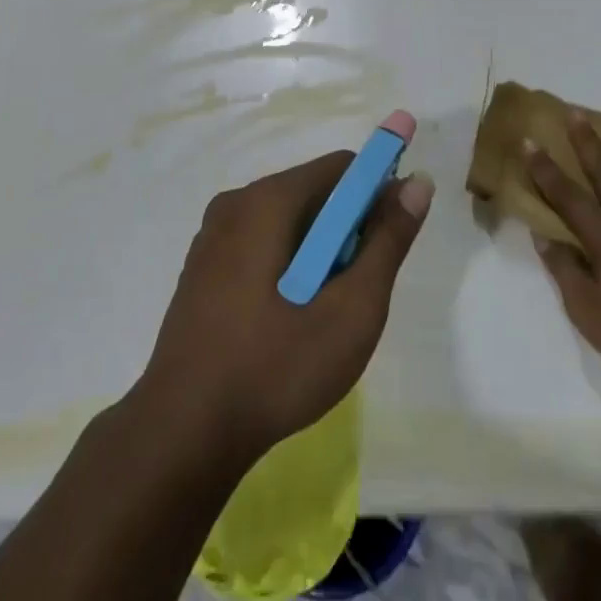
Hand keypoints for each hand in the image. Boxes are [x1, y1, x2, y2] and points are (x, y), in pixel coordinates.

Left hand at [137, 153, 433, 462]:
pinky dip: (287, 265)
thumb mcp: (351, 309)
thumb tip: (417, 182)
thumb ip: (388, 241)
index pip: (342, 168)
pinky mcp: (202, 266)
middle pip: (314, 192)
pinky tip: (285, 321)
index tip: (390, 243)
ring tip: (321, 314)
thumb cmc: (276, 368)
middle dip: (346, 231)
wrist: (183, 433)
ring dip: (318, 253)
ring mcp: (212, 235)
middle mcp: (236, 202)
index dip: (377, 194)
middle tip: (354, 293)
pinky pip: (261, 243)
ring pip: (288, 221)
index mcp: (268, 200)